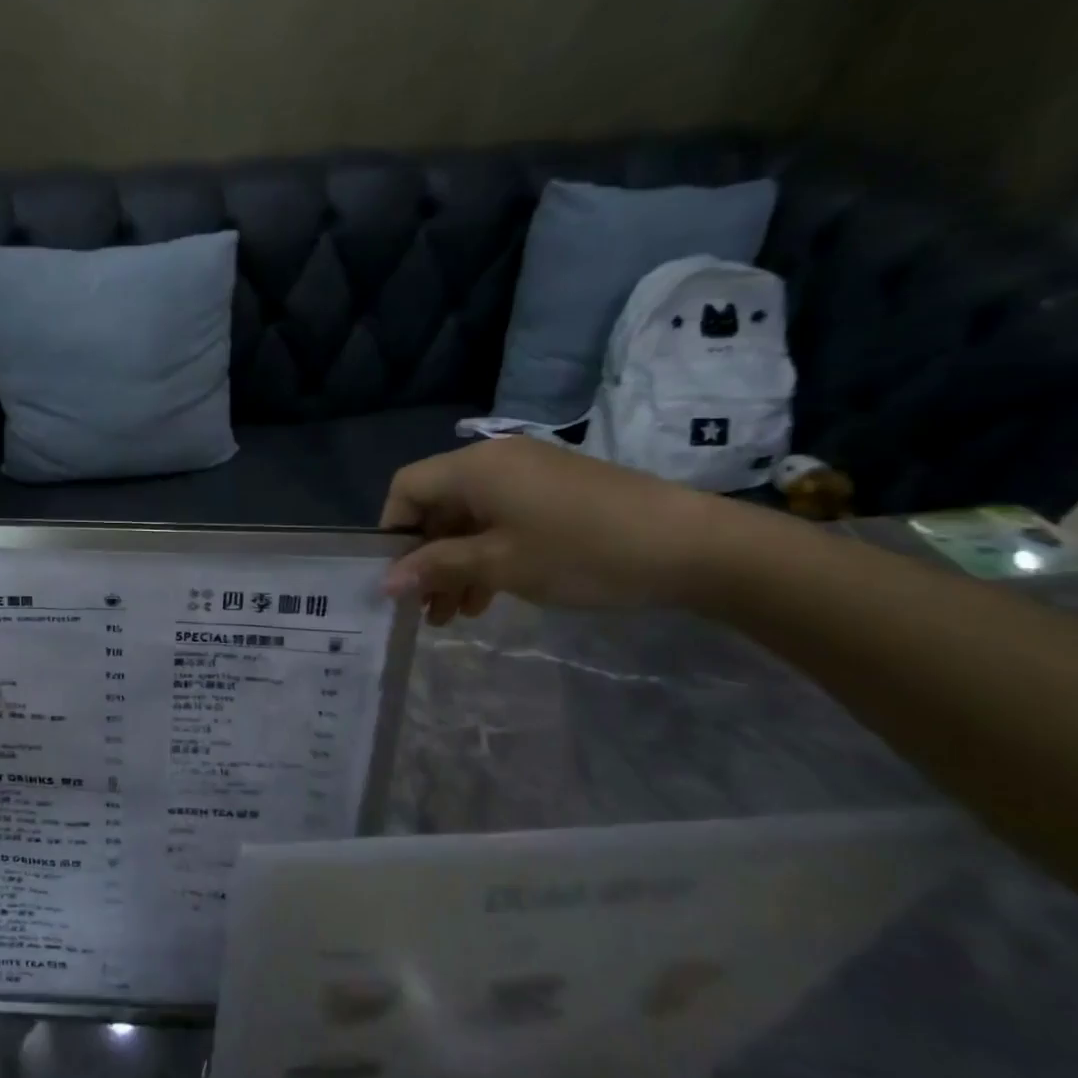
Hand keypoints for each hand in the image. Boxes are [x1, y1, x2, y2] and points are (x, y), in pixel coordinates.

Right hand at [379, 437, 728, 623]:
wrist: (692, 546)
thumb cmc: (581, 552)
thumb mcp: (499, 564)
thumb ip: (436, 567)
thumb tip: (385, 582)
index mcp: (474, 468)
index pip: (406, 488)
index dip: (391, 531)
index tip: (395, 577)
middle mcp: (495, 462)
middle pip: (437, 506)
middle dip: (425, 557)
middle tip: (424, 608)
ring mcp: (528, 477)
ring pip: (470, 519)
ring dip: (455, 564)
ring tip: (454, 615)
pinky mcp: (555, 494)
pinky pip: (502, 520)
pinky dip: (487, 555)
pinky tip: (489, 597)